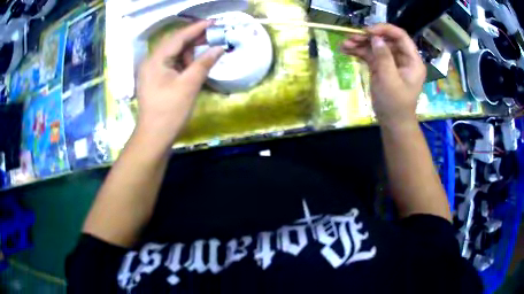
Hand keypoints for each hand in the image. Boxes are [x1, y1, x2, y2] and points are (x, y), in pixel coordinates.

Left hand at [136, 21, 223, 145]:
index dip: (197, 28)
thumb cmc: (170, 111)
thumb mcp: (189, 85)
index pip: (178, 37)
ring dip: (189, 54)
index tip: (214, 22)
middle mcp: (150, 61)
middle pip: (174, 44)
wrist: (154, 137)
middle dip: (194, 40)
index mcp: (155, 60)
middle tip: (214, 37)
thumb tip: (219, 48)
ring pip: (173, 54)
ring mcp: (151, 71)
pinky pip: (170, 64)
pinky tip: (193, 68)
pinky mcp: (154, 79)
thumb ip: (204, 63)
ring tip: (203, 59)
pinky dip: (183, 64)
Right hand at [341, 24, 425, 125]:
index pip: (400, 36)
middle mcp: (403, 58)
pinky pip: (370, 55)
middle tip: (351, 38)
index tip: (367, 31)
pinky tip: (346, 50)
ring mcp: (391, 62)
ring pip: (376, 46)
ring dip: (360, 44)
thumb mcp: (390, 81)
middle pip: (385, 39)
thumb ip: (384, 57)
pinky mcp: (382, 67)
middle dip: (368, 37)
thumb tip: (375, 38)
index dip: (384, 30)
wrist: (392, 123)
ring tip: (345, 44)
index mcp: (412, 60)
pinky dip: (359, 52)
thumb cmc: (395, 105)